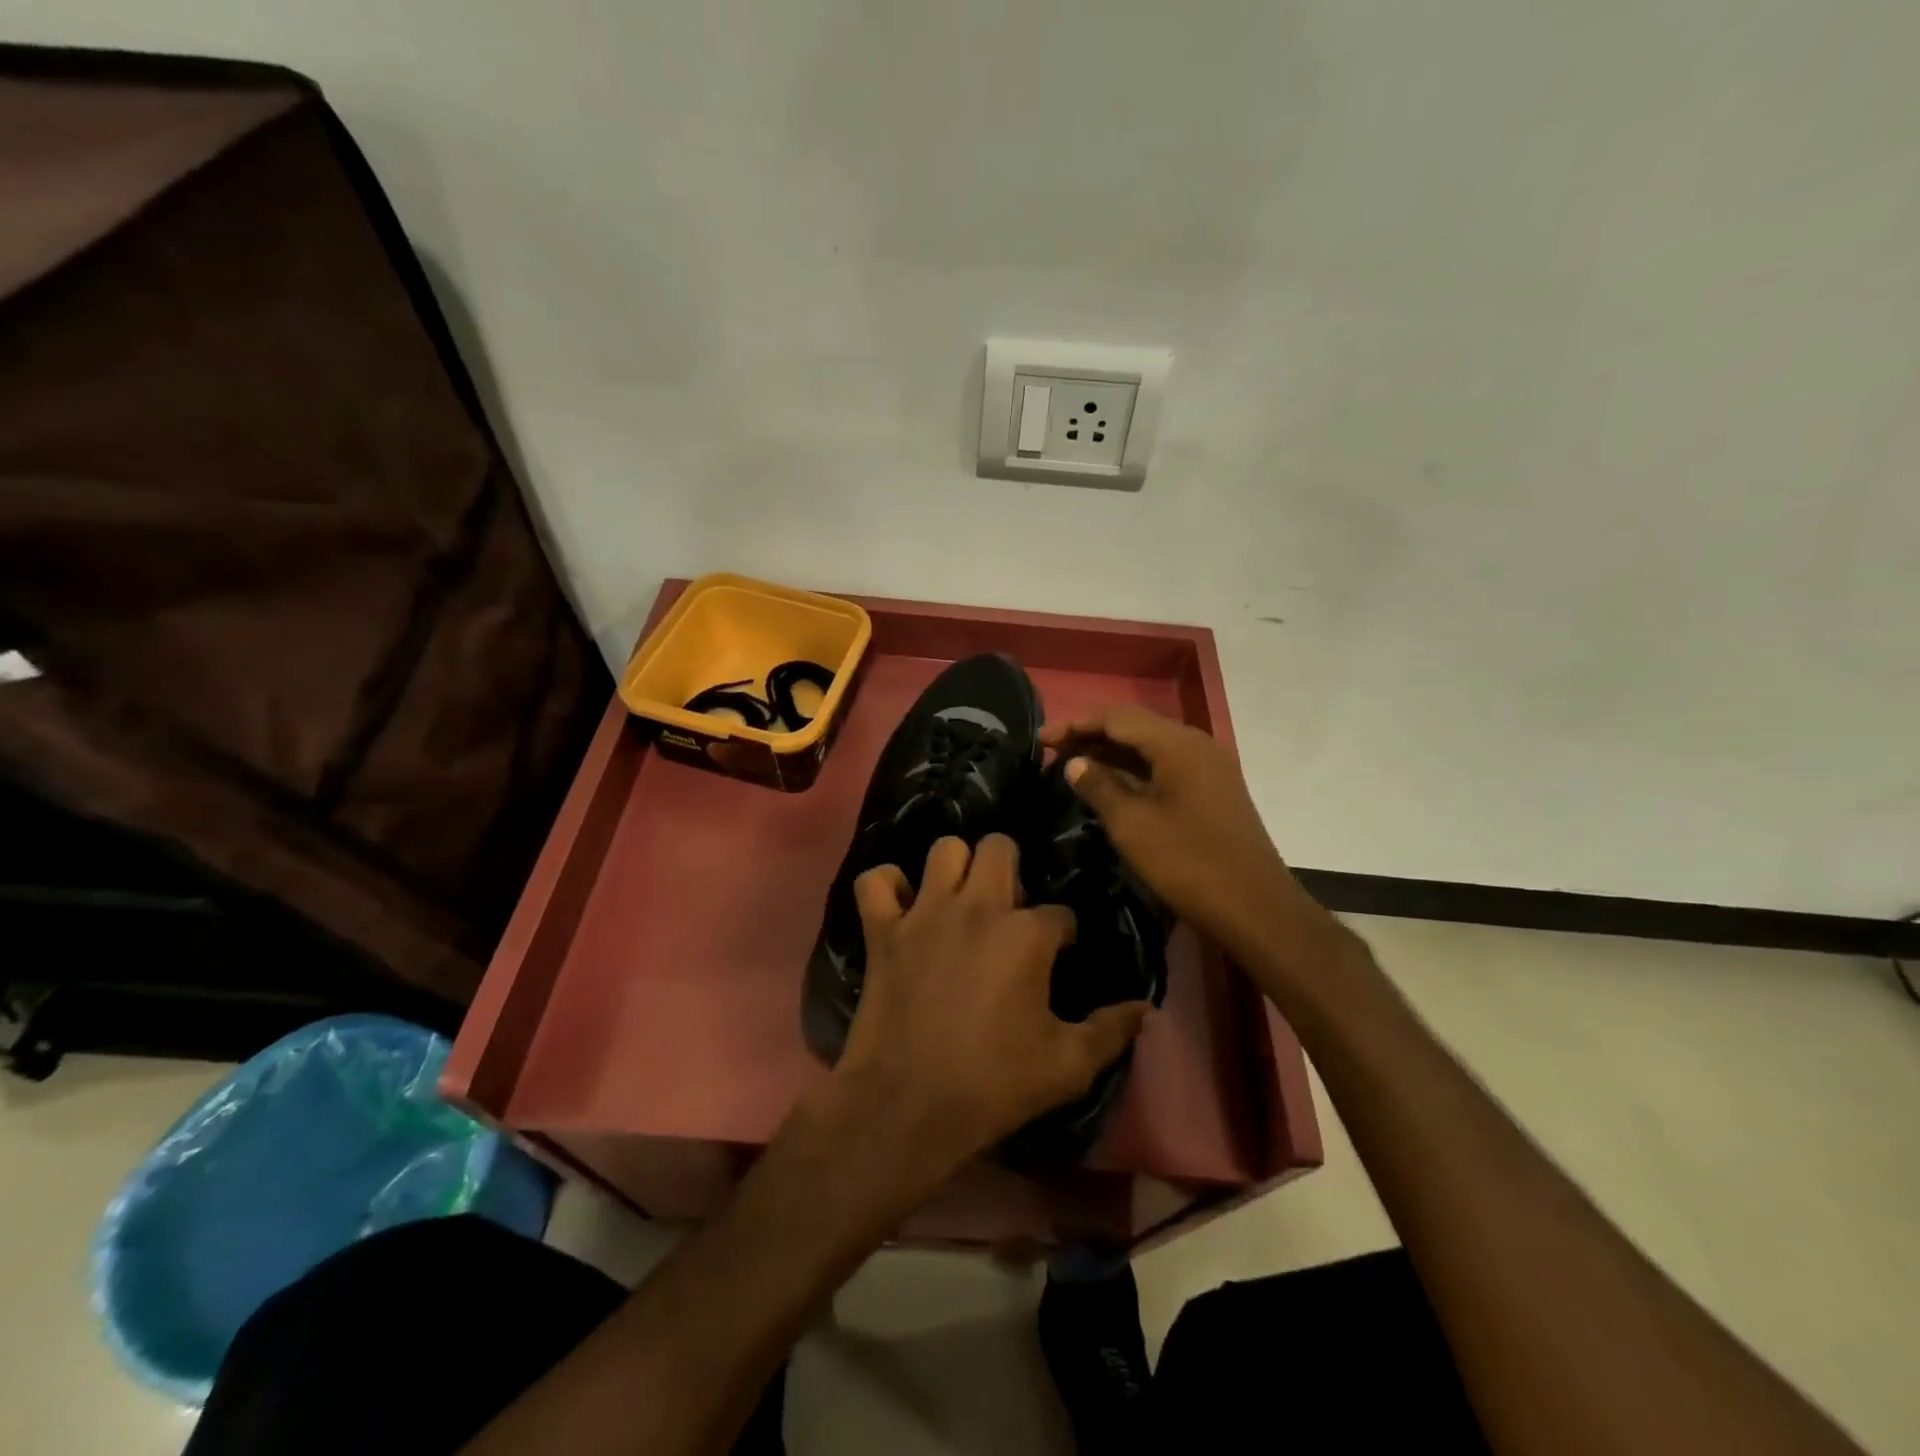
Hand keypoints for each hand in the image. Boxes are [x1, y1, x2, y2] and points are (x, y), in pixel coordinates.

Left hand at [831, 834, 1149, 1173]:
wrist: (907, 1106)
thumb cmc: (993, 1084)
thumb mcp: (1068, 1067)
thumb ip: (1111, 1031)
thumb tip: (1145, 1007)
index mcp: (1026, 935)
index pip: (1059, 913)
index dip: (1062, 933)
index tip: (1057, 956)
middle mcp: (977, 907)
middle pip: (1000, 848)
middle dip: (1011, 868)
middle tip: (1008, 908)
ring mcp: (924, 913)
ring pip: (943, 849)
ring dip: (955, 867)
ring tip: (960, 897)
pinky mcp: (882, 930)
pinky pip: (875, 881)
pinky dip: (887, 886)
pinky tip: (901, 905)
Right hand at [1041, 705, 1300, 963]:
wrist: (1255, 908)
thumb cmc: (1188, 863)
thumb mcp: (1132, 825)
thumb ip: (1099, 786)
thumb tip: (1074, 762)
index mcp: (1178, 744)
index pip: (1117, 717)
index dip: (1075, 724)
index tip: (1040, 739)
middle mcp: (1196, 745)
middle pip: (1135, 726)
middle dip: (1091, 734)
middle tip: (1052, 750)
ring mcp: (1208, 768)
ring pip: (1151, 747)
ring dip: (1111, 752)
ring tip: (1073, 764)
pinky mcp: (1212, 790)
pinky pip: (1165, 766)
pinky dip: (1134, 770)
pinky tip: (1110, 784)